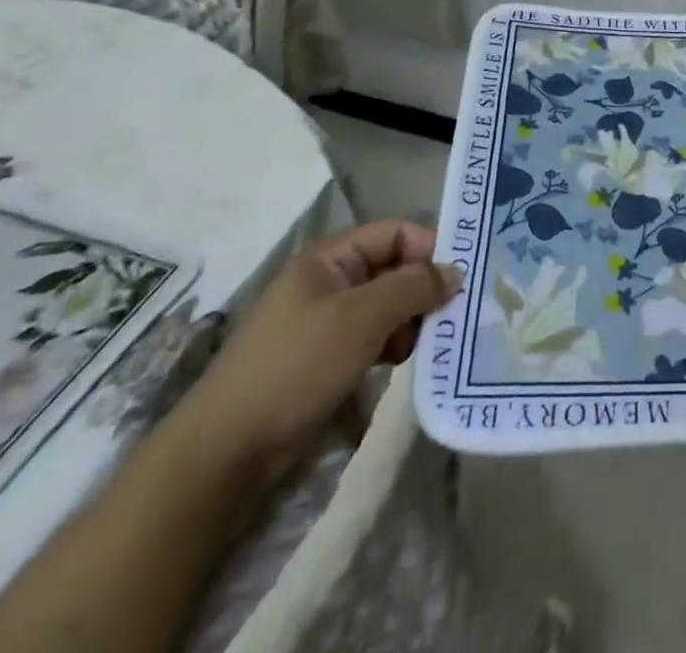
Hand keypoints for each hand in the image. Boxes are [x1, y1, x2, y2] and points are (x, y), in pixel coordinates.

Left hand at [172, 221, 459, 473]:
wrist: (227, 453)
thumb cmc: (296, 366)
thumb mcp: (362, 317)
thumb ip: (414, 287)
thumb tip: (455, 272)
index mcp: (329, 259)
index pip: (394, 233)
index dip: (428, 248)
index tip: (458, 278)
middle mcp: (328, 283)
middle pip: (392, 269)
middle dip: (422, 289)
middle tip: (447, 317)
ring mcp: (326, 323)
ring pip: (386, 306)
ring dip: (410, 321)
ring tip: (421, 345)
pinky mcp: (326, 360)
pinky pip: (373, 338)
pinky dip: (392, 345)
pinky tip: (400, 364)